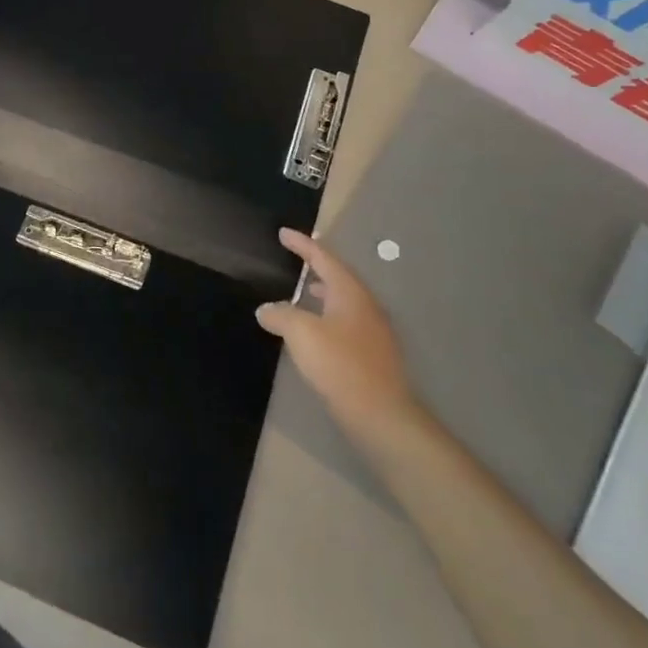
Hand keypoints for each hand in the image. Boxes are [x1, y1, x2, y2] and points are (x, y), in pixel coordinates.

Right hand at [257, 228, 416, 443]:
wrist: (381, 415)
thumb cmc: (340, 365)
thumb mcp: (302, 334)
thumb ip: (281, 315)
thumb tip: (265, 309)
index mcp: (350, 292)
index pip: (323, 257)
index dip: (302, 244)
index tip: (283, 233)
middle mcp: (366, 305)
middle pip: (338, 277)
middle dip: (316, 266)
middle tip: (295, 258)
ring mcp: (373, 331)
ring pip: (344, 301)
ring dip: (323, 293)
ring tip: (303, 292)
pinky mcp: (373, 354)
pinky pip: (346, 323)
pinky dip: (328, 316)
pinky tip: (315, 332)